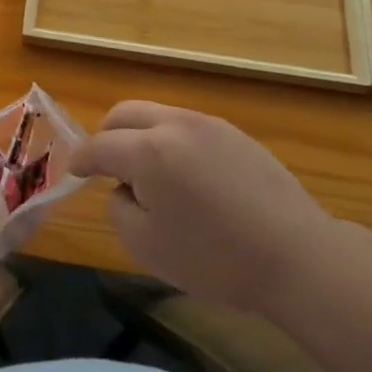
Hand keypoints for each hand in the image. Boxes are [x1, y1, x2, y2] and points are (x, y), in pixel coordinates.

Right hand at [71, 102, 336, 311]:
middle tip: (105, 167)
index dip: (81, 159)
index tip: (73, 172)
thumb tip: (124, 188)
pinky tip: (186, 176)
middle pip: (124, 113)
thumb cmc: (215, 259)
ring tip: (148, 173)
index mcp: (148, 150)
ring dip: (140, 136)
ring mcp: (208, 124)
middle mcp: (175, 124)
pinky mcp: (235, 133)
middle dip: (107, 135)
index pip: (99, 145)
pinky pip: (187, 126)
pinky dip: (171, 141)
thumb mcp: (147, 246)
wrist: (298, 257)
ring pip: (157, 114)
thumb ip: (119, 208)